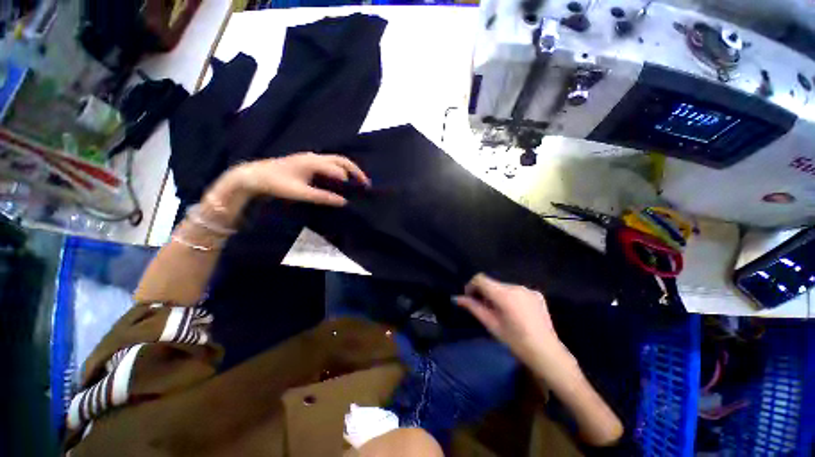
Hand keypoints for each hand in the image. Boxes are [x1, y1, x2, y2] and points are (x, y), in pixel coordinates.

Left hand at [221, 152, 370, 207]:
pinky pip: (330, 163)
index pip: (339, 170)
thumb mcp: (301, 193)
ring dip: (349, 170)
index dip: (351, 181)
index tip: (360, 192)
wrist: (254, 175)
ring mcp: (311, 158)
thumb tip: (343, 202)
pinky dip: (340, 170)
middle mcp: (315, 157)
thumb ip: (323, 197)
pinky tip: (341, 180)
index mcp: (314, 162)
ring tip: (358, 182)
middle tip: (366, 184)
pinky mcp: (308, 162)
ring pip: (336, 161)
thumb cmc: (276, 183)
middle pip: (342, 161)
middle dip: (356, 171)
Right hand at [454, 274, 562, 366]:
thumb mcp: (491, 324)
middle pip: (492, 283)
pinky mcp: (537, 294)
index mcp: (504, 294)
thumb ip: (473, 307)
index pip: (480, 279)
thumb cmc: (515, 341)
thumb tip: (457, 298)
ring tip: (501, 312)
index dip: (471, 286)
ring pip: (504, 287)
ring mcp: (528, 289)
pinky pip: (517, 291)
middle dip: (485, 292)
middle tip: (484, 309)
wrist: (547, 353)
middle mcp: (516, 286)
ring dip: (497, 295)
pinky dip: (511, 297)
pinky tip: (515, 313)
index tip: (470, 298)